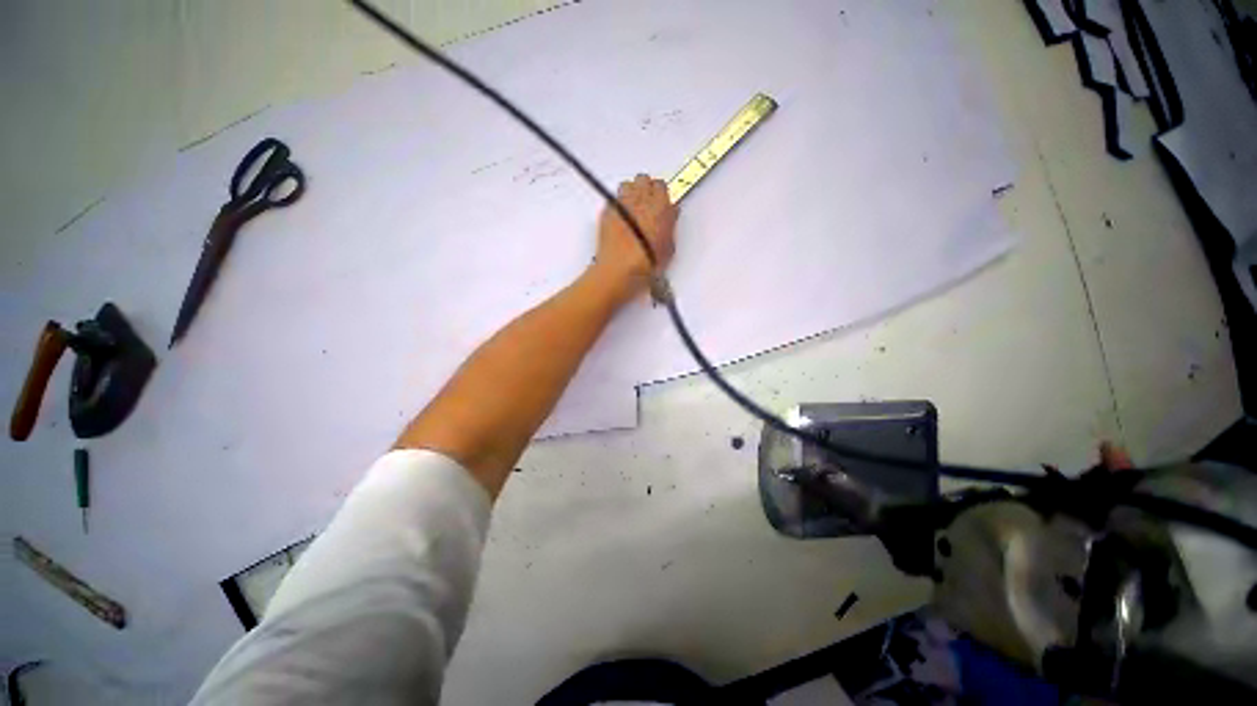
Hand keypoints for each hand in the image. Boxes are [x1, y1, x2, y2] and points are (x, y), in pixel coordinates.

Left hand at [591, 174, 677, 300]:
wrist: (619, 269)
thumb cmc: (647, 262)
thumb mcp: (669, 247)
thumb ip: (670, 225)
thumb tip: (668, 216)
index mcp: (660, 205)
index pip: (662, 186)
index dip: (661, 196)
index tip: (661, 206)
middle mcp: (640, 198)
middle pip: (644, 180)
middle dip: (646, 190)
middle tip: (647, 206)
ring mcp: (621, 203)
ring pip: (627, 185)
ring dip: (631, 193)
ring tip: (632, 210)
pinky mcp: (607, 211)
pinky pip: (614, 200)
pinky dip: (619, 205)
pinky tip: (621, 220)